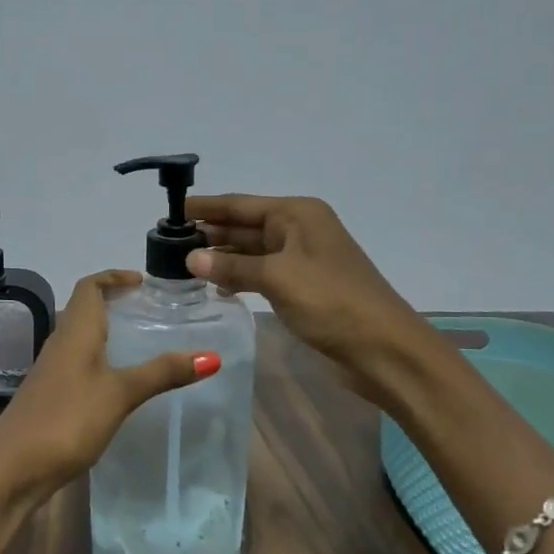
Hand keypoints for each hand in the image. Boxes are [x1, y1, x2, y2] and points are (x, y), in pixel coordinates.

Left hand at [0, 271, 220, 536]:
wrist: (11, 470)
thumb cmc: (66, 420)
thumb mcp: (120, 394)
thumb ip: (162, 373)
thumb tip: (211, 355)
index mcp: (74, 331)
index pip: (89, 286)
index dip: (113, 276)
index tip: (143, 281)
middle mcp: (60, 344)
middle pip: (85, 309)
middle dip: (115, 302)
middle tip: (150, 310)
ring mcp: (52, 371)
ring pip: (81, 338)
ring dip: (108, 331)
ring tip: (142, 342)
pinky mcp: (50, 396)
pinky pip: (78, 364)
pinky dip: (101, 360)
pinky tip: (119, 382)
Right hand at [186, 193, 426, 405]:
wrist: (383, 348)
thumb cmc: (331, 301)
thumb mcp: (278, 278)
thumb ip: (233, 266)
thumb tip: (191, 257)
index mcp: (298, 214)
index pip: (242, 204)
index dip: (207, 207)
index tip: (173, 211)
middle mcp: (300, 230)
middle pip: (246, 226)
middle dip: (211, 233)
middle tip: (169, 243)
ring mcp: (302, 260)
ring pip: (252, 251)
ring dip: (222, 256)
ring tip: (182, 264)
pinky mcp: (303, 287)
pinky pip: (262, 273)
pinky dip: (239, 276)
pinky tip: (215, 284)